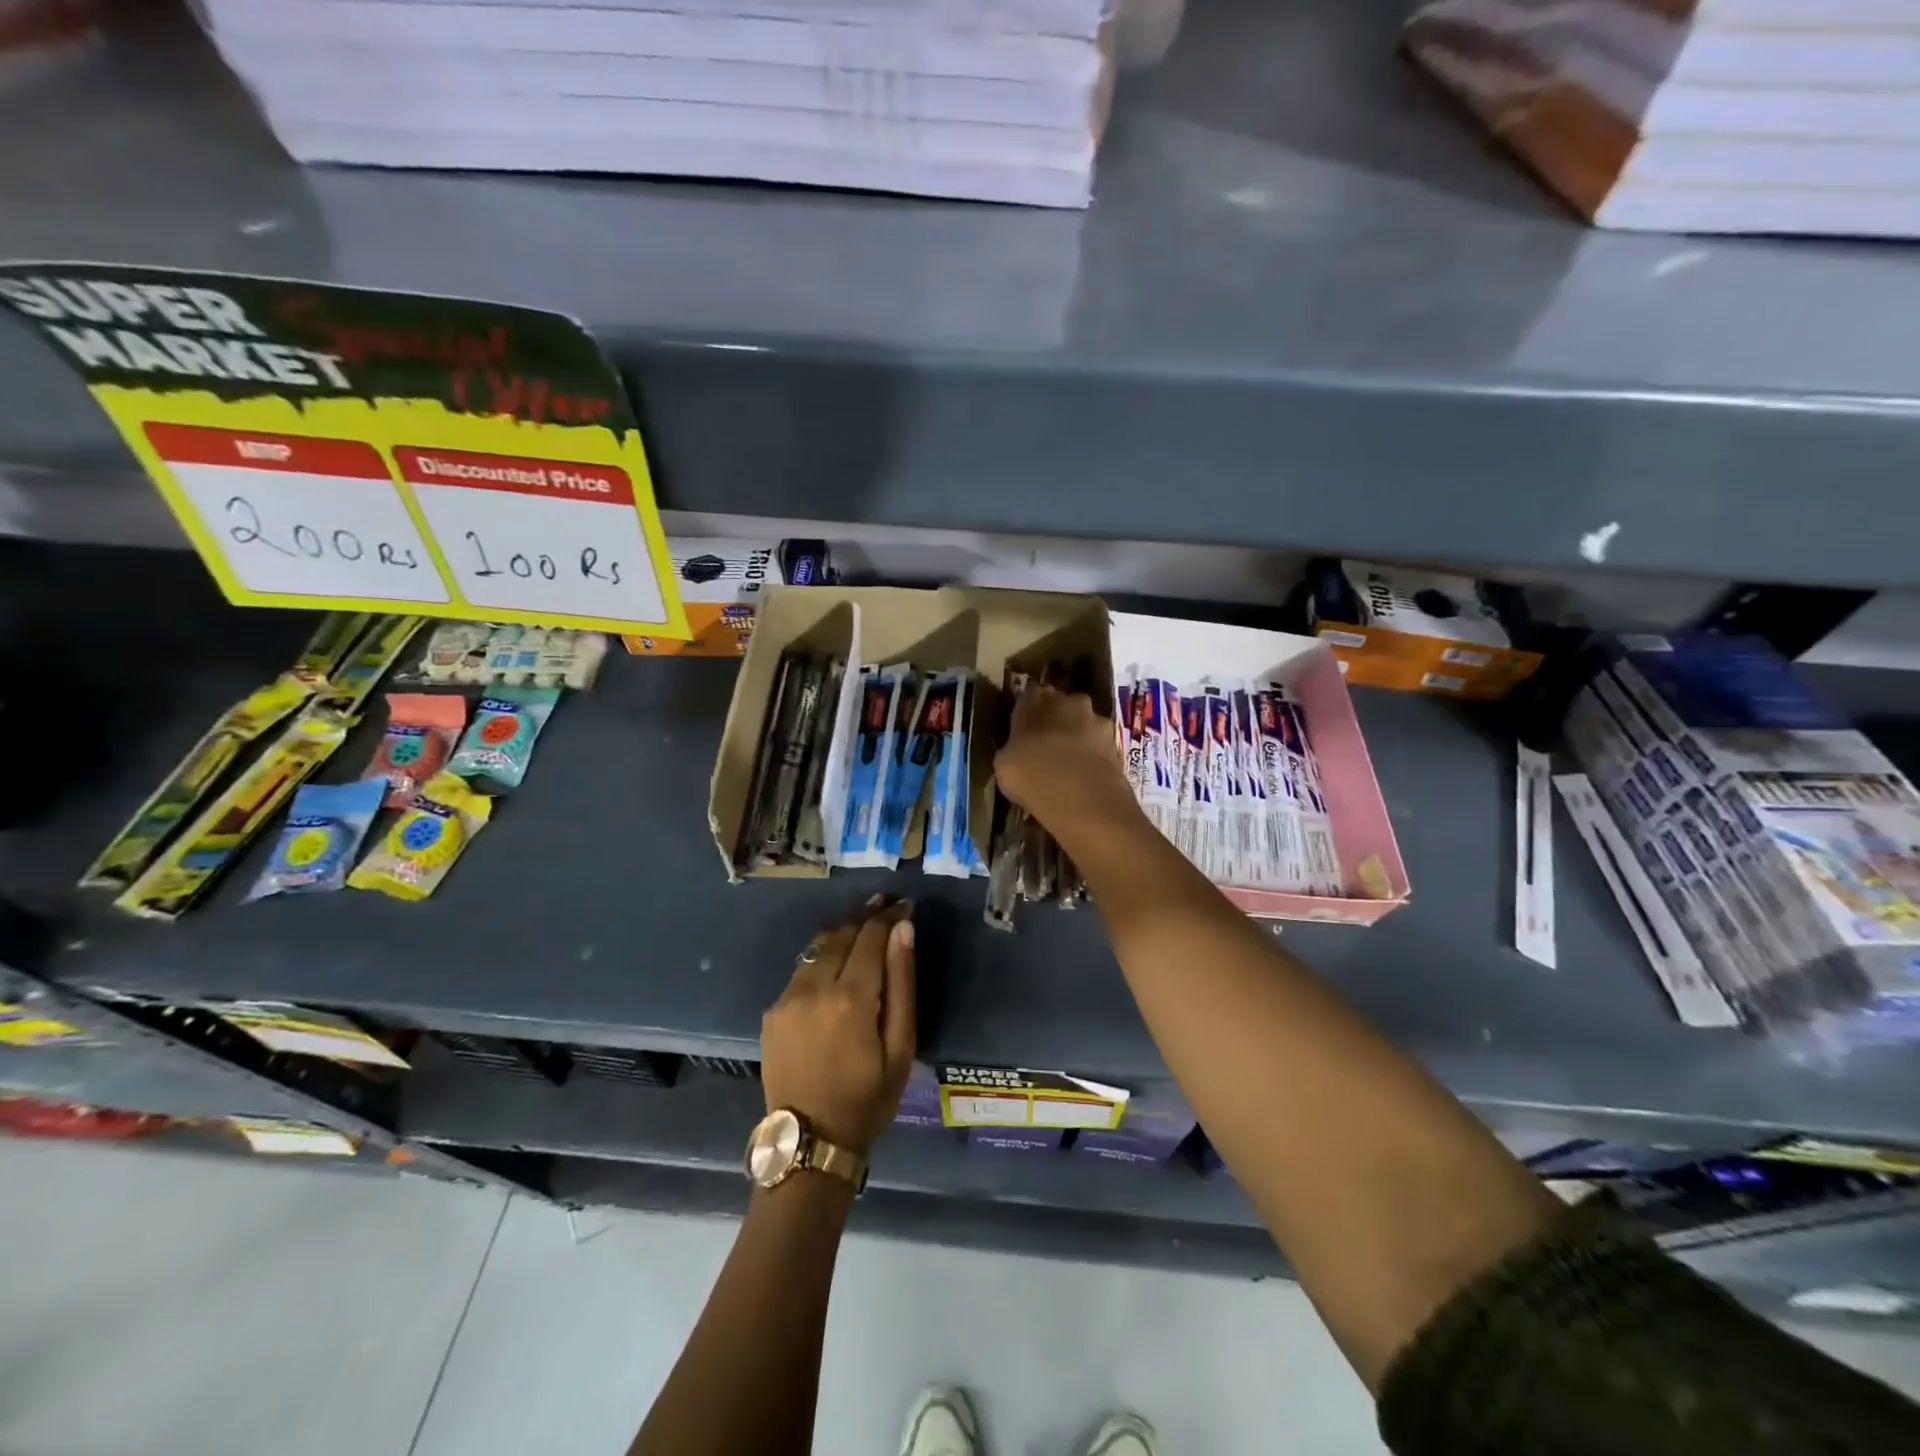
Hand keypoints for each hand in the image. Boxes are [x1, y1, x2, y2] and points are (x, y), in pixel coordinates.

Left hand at [761, 895, 916, 1154]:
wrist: (810, 1140)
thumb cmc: (868, 1098)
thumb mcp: (900, 1047)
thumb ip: (901, 984)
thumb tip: (903, 930)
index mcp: (851, 998)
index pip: (871, 937)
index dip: (889, 916)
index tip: (904, 904)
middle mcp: (815, 988)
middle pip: (842, 934)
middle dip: (866, 915)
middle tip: (886, 902)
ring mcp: (788, 997)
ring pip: (818, 947)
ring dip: (842, 931)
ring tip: (863, 921)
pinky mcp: (773, 1010)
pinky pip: (802, 969)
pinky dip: (823, 956)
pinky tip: (835, 960)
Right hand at [994, 686, 1141, 840]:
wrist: (1082, 797)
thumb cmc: (1032, 774)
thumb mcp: (1003, 763)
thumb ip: (1012, 748)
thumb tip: (1018, 750)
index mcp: (1036, 699)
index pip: (1027, 698)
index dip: (1025, 716)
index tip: (1020, 734)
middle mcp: (1069, 701)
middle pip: (1060, 707)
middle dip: (1054, 724)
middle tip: (1044, 749)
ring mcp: (1097, 721)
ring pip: (1082, 727)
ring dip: (1076, 740)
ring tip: (1067, 768)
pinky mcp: (1117, 745)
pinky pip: (1097, 748)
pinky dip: (1091, 759)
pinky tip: (1082, 779)